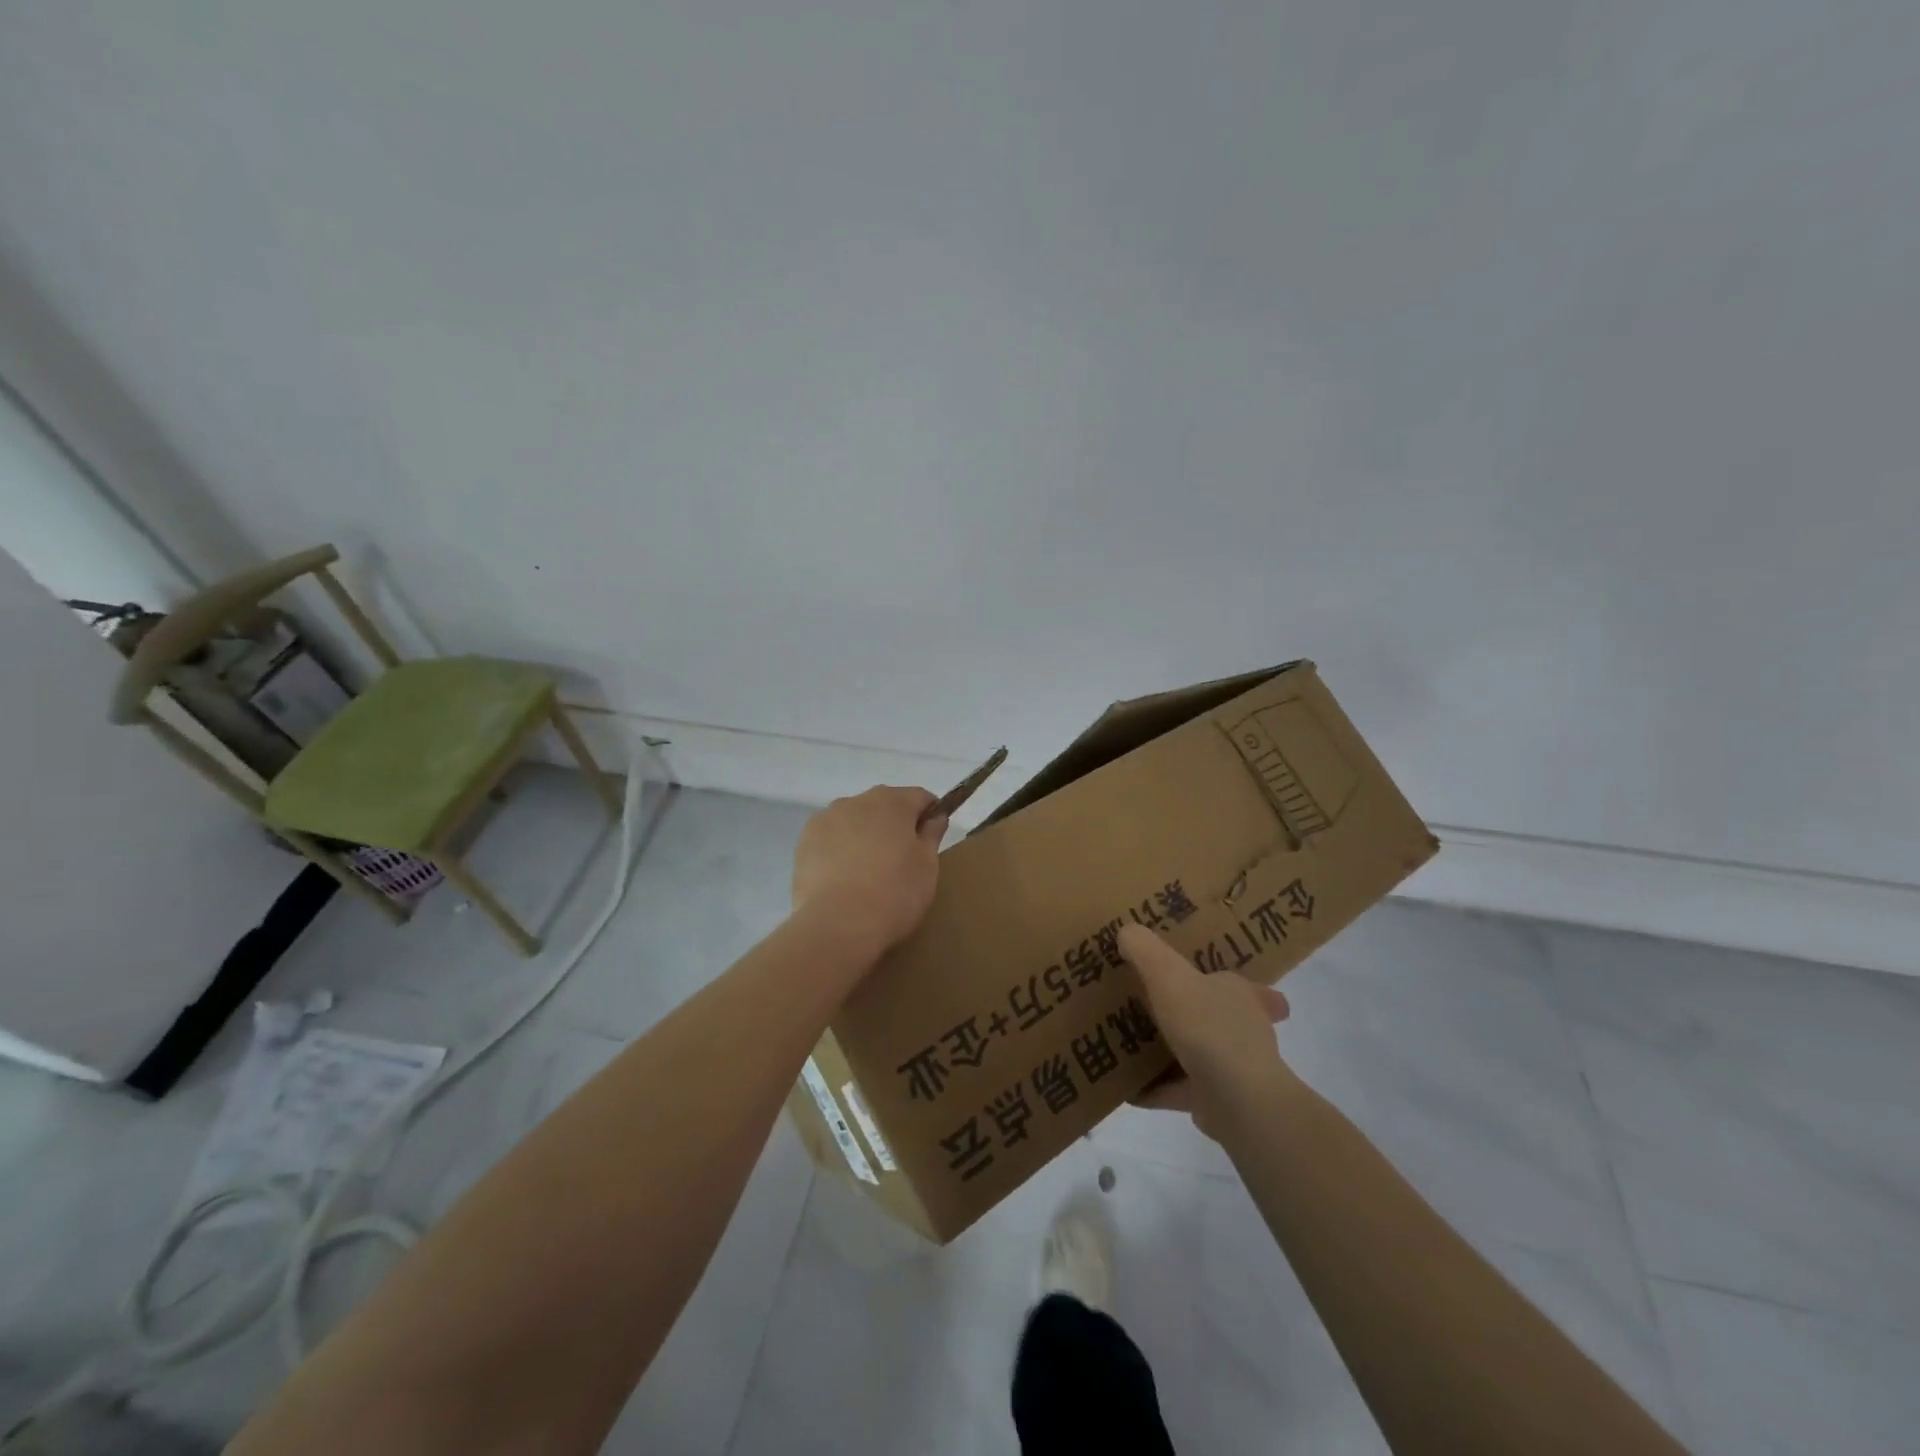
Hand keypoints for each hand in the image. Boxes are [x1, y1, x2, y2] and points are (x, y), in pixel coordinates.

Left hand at [792, 786, 947, 960]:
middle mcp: (857, 800)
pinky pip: (831, 838)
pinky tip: (843, 879)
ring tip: (868, 874)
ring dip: (864, 835)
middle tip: (901, 862)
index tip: (931, 841)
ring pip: (854, 820)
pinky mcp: (804, 842)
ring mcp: (826, 819)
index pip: (921, 797)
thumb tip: (935, 816)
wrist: (837, 924)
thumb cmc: (894, 893)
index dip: (930, 815)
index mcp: (893, 801)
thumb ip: (932, 834)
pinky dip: (839, 850)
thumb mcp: (927, 866)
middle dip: (895, 825)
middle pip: (884, 805)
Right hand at [1121, 924, 1291, 1138]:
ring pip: (1197, 1054)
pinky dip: (1155, 1088)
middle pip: (1216, 1018)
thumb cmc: (1208, 1026)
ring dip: (1170, 1052)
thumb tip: (1127, 932)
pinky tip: (1126, 1087)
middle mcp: (1243, 1030)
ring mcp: (1233, 1070)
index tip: (1207, 977)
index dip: (1226, 979)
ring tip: (1131, 1045)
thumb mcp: (1168, 974)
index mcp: (1240, 995)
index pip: (1244, 983)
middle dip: (1191, 1015)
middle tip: (1152, 1008)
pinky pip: (1179, 1090)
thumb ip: (1145, 950)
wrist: (1238, 1100)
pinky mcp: (1217, 1102)